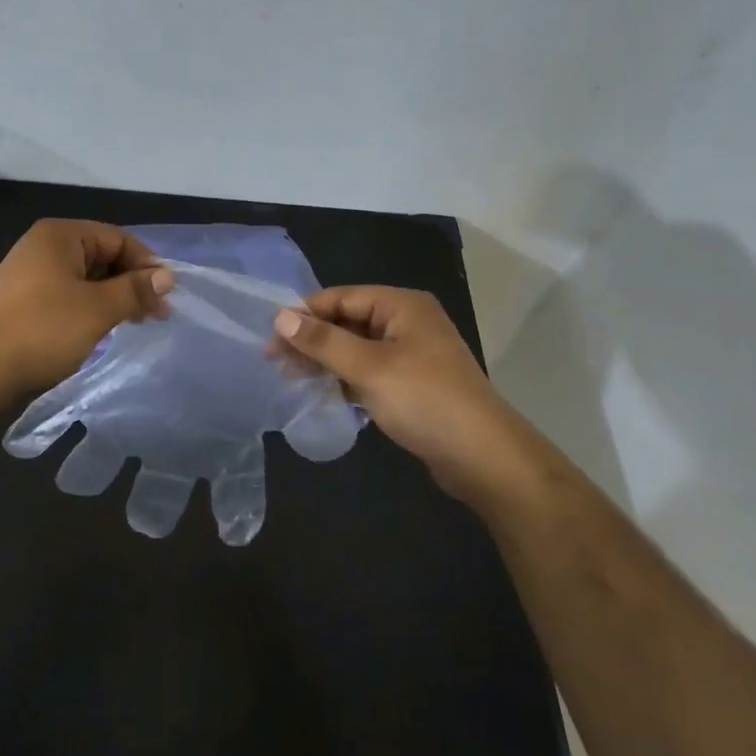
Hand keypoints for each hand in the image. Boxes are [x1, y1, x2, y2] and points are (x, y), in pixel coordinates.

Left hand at [0, 220, 173, 396]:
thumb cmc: (40, 330)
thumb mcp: (96, 309)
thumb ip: (134, 290)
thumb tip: (166, 276)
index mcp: (61, 235)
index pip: (118, 238)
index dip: (147, 264)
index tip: (167, 297)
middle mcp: (45, 246)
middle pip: (102, 256)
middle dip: (131, 283)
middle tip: (155, 315)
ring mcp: (31, 273)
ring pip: (86, 278)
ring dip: (112, 299)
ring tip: (133, 324)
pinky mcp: (23, 300)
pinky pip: (67, 295)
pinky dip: (89, 309)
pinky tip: (100, 331)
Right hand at [274, 286, 535, 502]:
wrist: (485, 458)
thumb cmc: (425, 401)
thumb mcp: (368, 367)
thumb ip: (323, 341)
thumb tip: (280, 316)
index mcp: (401, 305)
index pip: (340, 297)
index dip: (304, 314)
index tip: (270, 336)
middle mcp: (407, 322)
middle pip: (347, 320)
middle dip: (312, 339)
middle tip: (275, 361)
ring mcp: (412, 354)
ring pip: (356, 347)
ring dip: (325, 360)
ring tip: (291, 377)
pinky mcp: (412, 383)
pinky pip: (369, 370)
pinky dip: (344, 378)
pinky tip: (321, 391)